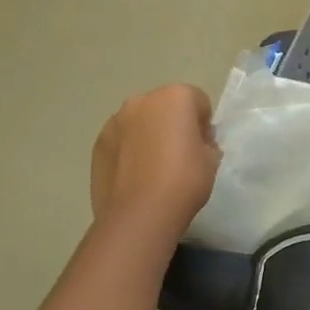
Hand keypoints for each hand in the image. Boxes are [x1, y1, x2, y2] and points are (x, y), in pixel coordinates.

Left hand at [90, 85, 219, 237]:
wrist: (139, 213)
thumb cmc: (184, 180)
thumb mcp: (211, 161)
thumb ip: (205, 143)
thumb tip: (196, 144)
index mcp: (175, 96)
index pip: (198, 102)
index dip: (203, 125)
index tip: (203, 147)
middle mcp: (142, 101)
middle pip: (165, 106)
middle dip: (173, 124)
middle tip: (179, 156)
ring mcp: (115, 121)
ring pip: (139, 122)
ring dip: (148, 135)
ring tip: (153, 169)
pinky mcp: (98, 144)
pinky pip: (121, 141)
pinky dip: (128, 151)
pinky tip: (135, 177)